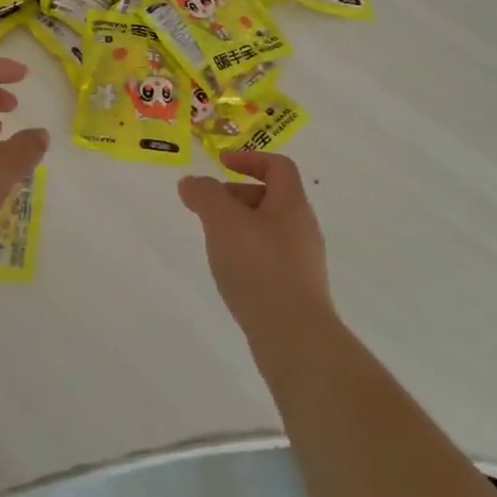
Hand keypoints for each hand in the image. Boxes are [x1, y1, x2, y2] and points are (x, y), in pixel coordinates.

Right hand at [178, 150, 332, 337]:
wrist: (295, 338)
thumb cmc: (259, 268)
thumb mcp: (223, 222)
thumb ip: (204, 195)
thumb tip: (192, 183)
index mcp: (292, 204)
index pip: (278, 166)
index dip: (249, 158)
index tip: (221, 165)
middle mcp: (303, 228)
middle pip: (272, 198)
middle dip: (237, 197)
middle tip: (209, 210)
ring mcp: (304, 262)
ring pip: (269, 230)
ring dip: (240, 227)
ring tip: (214, 243)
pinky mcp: (298, 291)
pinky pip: (271, 259)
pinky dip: (248, 255)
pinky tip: (231, 275)